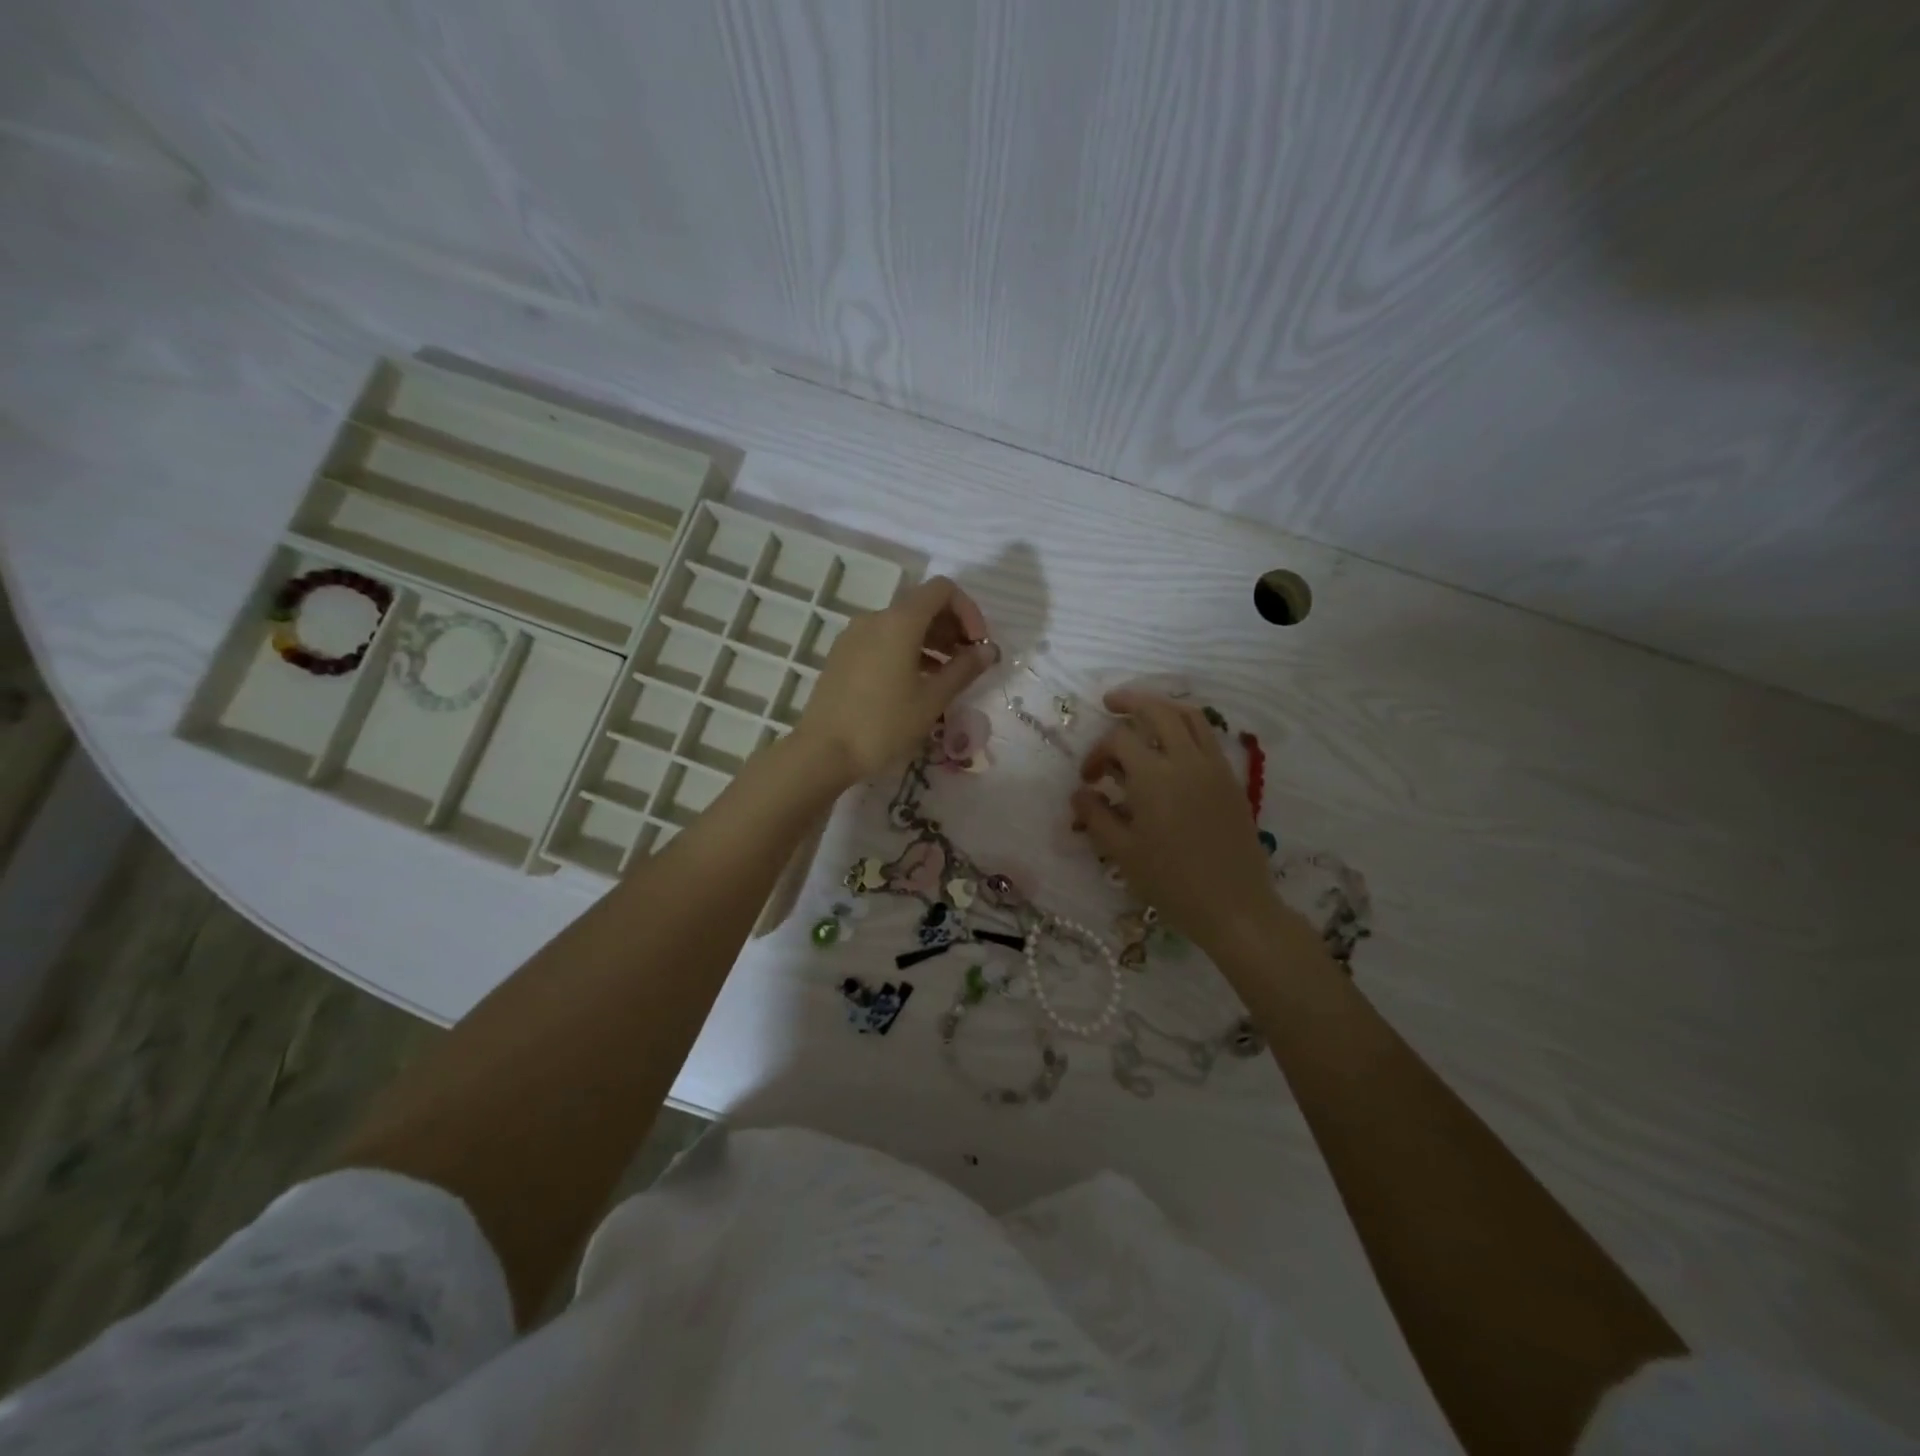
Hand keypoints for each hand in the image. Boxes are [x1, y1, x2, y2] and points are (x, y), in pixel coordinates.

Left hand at [797, 576, 995, 783]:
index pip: (943, 590)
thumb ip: (964, 669)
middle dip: (952, 627)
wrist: (823, 751)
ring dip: (931, 641)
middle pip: (922, 604)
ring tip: (947, 676)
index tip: (978, 645)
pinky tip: (916, 683)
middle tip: (968, 663)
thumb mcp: (932, 699)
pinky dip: (907, 650)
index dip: (969, 611)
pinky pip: (883, 640)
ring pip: (902, 624)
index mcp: (899, 622)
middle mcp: (875, 618)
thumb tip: (988, 650)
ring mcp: (854, 635)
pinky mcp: (843, 655)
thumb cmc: (883, 724)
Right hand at [1070, 690, 1275, 947]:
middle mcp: (1185, 761)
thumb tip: (1079, 794)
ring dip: (1163, 706)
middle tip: (1110, 703)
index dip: (1097, 753)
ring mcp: (1213, 767)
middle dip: (1131, 701)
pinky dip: (1187, 726)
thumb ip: (1096, 817)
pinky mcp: (1231, 780)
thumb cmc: (1172, 883)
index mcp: (1154, 777)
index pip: (1119, 741)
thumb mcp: (1122, 853)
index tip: (1089, 780)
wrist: (1235, 907)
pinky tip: (1174, 743)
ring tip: (1144, 713)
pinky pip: (1208, 737)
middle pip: (1158, 710)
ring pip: (1190, 715)